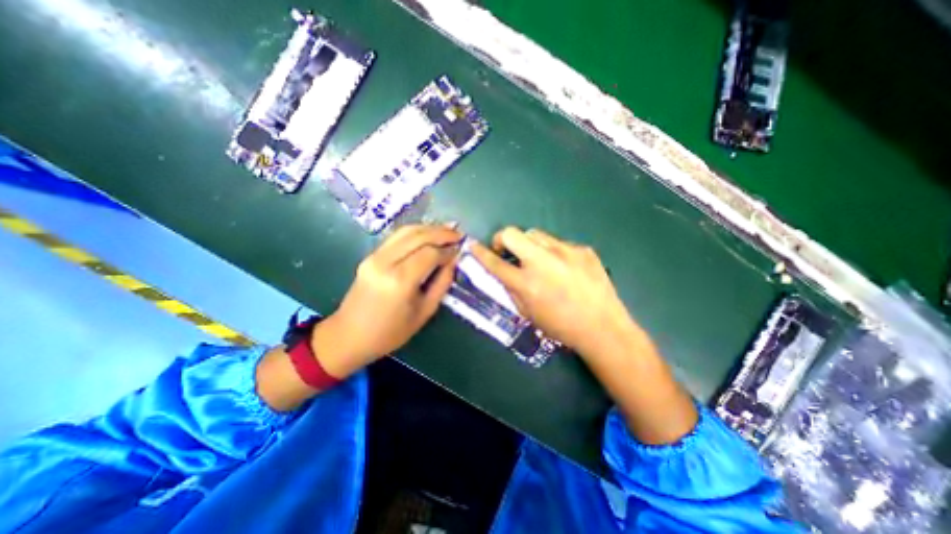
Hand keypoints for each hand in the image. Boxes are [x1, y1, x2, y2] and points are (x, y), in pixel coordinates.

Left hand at [311, 223, 463, 378]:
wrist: (349, 336)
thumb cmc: (391, 332)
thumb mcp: (425, 311)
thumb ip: (442, 283)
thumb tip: (453, 260)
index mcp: (400, 281)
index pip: (430, 253)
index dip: (448, 249)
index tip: (461, 249)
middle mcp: (385, 262)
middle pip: (418, 236)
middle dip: (441, 232)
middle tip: (459, 233)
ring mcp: (374, 256)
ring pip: (406, 231)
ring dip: (429, 228)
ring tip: (447, 230)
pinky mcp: (370, 255)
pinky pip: (396, 237)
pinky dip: (415, 232)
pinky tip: (428, 234)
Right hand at [469, 224, 641, 356]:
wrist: (603, 327)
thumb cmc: (561, 326)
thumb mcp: (528, 313)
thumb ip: (512, 289)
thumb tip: (504, 272)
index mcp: (526, 283)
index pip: (494, 262)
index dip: (480, 252)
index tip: (473, 245)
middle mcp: (542, 262)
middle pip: (511, 233)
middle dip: (502, 238)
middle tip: (507, 250)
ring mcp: (564, 252)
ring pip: (535, 234)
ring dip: (528, 244)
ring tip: (537, 259)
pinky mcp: (582, 249)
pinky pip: (559, 244)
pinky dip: (554, 253)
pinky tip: (565, 268)